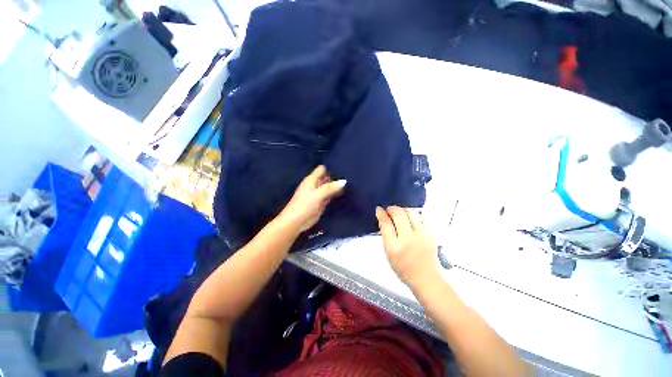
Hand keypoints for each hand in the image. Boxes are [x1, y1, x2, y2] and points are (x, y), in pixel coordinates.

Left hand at [278, 165, 345, 233]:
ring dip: (336, 186)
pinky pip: (330, 195)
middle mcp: (315, 185)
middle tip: (349, 177)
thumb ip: (330, 188)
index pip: (322, 169)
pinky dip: (335, 194)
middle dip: (335, 177)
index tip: (342, 170)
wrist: (296, 222)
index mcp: (311, 180)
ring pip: (329, 187)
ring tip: (350, 184)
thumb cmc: (304, 206)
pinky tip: (344, 193)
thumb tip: (344, 181)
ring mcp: (318, 194)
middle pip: (327, 178)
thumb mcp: (318, 195)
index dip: (330, 169)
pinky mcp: (321, 202)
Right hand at [376, 206, 439, 287]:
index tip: (379, 209)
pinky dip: (413, 214)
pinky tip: (410, 217)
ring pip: (411, 212)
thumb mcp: (388, 254)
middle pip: (398, 214)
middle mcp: (408, 239)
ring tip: (399, 212)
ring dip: (403, 209)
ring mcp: (421, 235)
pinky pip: (421, 217)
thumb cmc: (404, 268)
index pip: (386, 223)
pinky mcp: (430, 234)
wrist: (425, 278)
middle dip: (392, 209)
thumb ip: (386, 236)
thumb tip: (384, 219)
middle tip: (389, 210)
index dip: (381, 213)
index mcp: (394, 246)